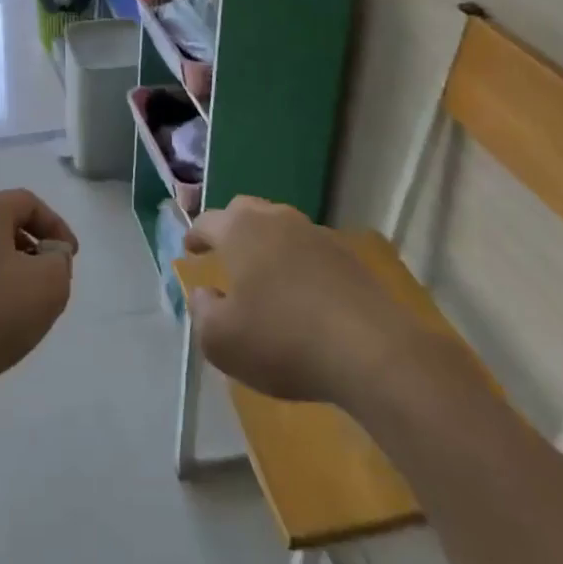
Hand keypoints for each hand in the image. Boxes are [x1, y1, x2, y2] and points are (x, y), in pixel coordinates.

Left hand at [0, 189, 76, 407]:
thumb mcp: (48, 286)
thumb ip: (60, 263)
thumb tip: (48, 256)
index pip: (29, 203)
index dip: (57, 227)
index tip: (70, 259)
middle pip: (4, 225)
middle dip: (32, 251)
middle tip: (48, 283)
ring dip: (7, 273)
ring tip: (20, 309)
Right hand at [184, 196, 409, 405]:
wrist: (372, 351)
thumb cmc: (283, 340)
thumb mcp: (222, 341)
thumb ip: (202, 312)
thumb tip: (204, 294)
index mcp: (240, 230)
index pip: (208, 222)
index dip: (195, 235)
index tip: (190, 249)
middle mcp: (277, 219)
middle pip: (246, 211)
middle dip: (231, 228)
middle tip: (224, 253)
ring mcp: (316, 234)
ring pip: (282, 228)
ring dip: (268, 245)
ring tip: (265, 276)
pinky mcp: (348, 257)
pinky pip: (311, 251)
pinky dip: (299, 264)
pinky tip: (303, 295)